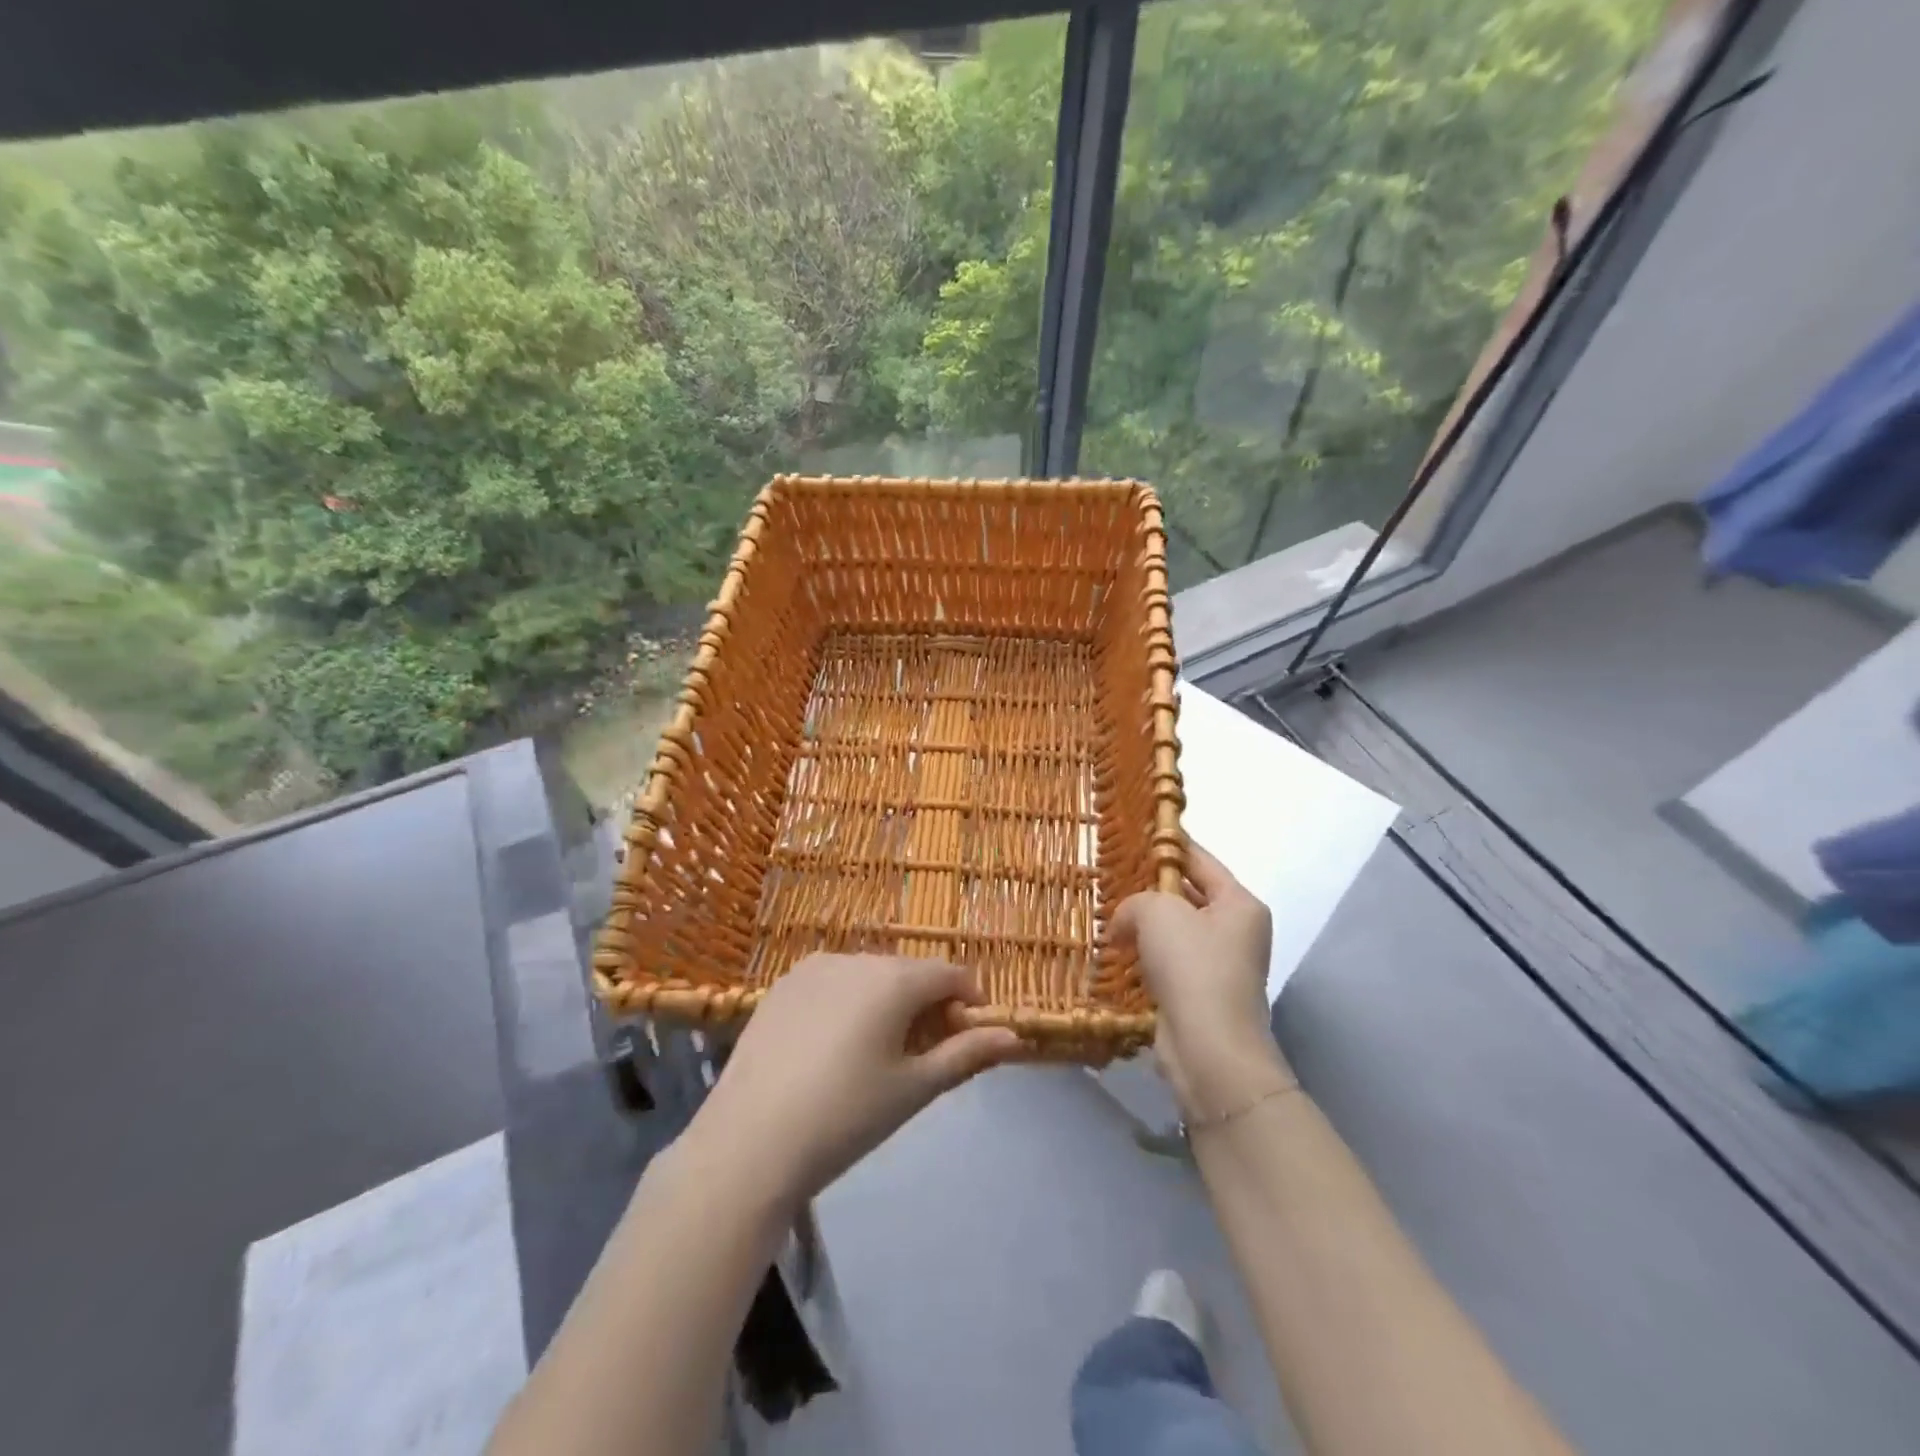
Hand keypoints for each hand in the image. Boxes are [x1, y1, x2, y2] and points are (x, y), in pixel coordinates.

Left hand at [688, 954, 1022, 1208]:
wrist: (749, 1143)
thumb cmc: (846, 1117)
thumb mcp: (914, 1089)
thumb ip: (967, 1055)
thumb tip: (1014, 1037)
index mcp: (894, 978)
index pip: (951, 974)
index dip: (968, 1003)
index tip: (966, 1041)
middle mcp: (856, 958)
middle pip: (909, 973)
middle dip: (926, 1005)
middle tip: (920, 1058)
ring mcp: (813, 968)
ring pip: (869, 976)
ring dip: (886, 1002)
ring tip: (873, 1056)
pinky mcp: (781, 986)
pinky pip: (832, 983)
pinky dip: (847, 1004)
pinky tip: (830, 1050)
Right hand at [1111, 842, 1293, 1120]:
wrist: (1209, 1050)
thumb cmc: (1192, 968)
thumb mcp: (1157, 913)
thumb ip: (1135, 902)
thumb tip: (1123, 923)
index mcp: (1239, 903)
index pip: (1200, 860)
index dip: (1167, 844)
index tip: (1136, 832)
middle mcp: (1236, 931)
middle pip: (1187, 895)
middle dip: (1150, 889)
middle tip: (1110, 878)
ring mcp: (1220, 966)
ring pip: (1175, 932)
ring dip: (1143, 927)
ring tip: (1106, 916)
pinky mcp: (1200, 995)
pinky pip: (1168, 963)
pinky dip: (1144, 957)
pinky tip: (1116, 954)